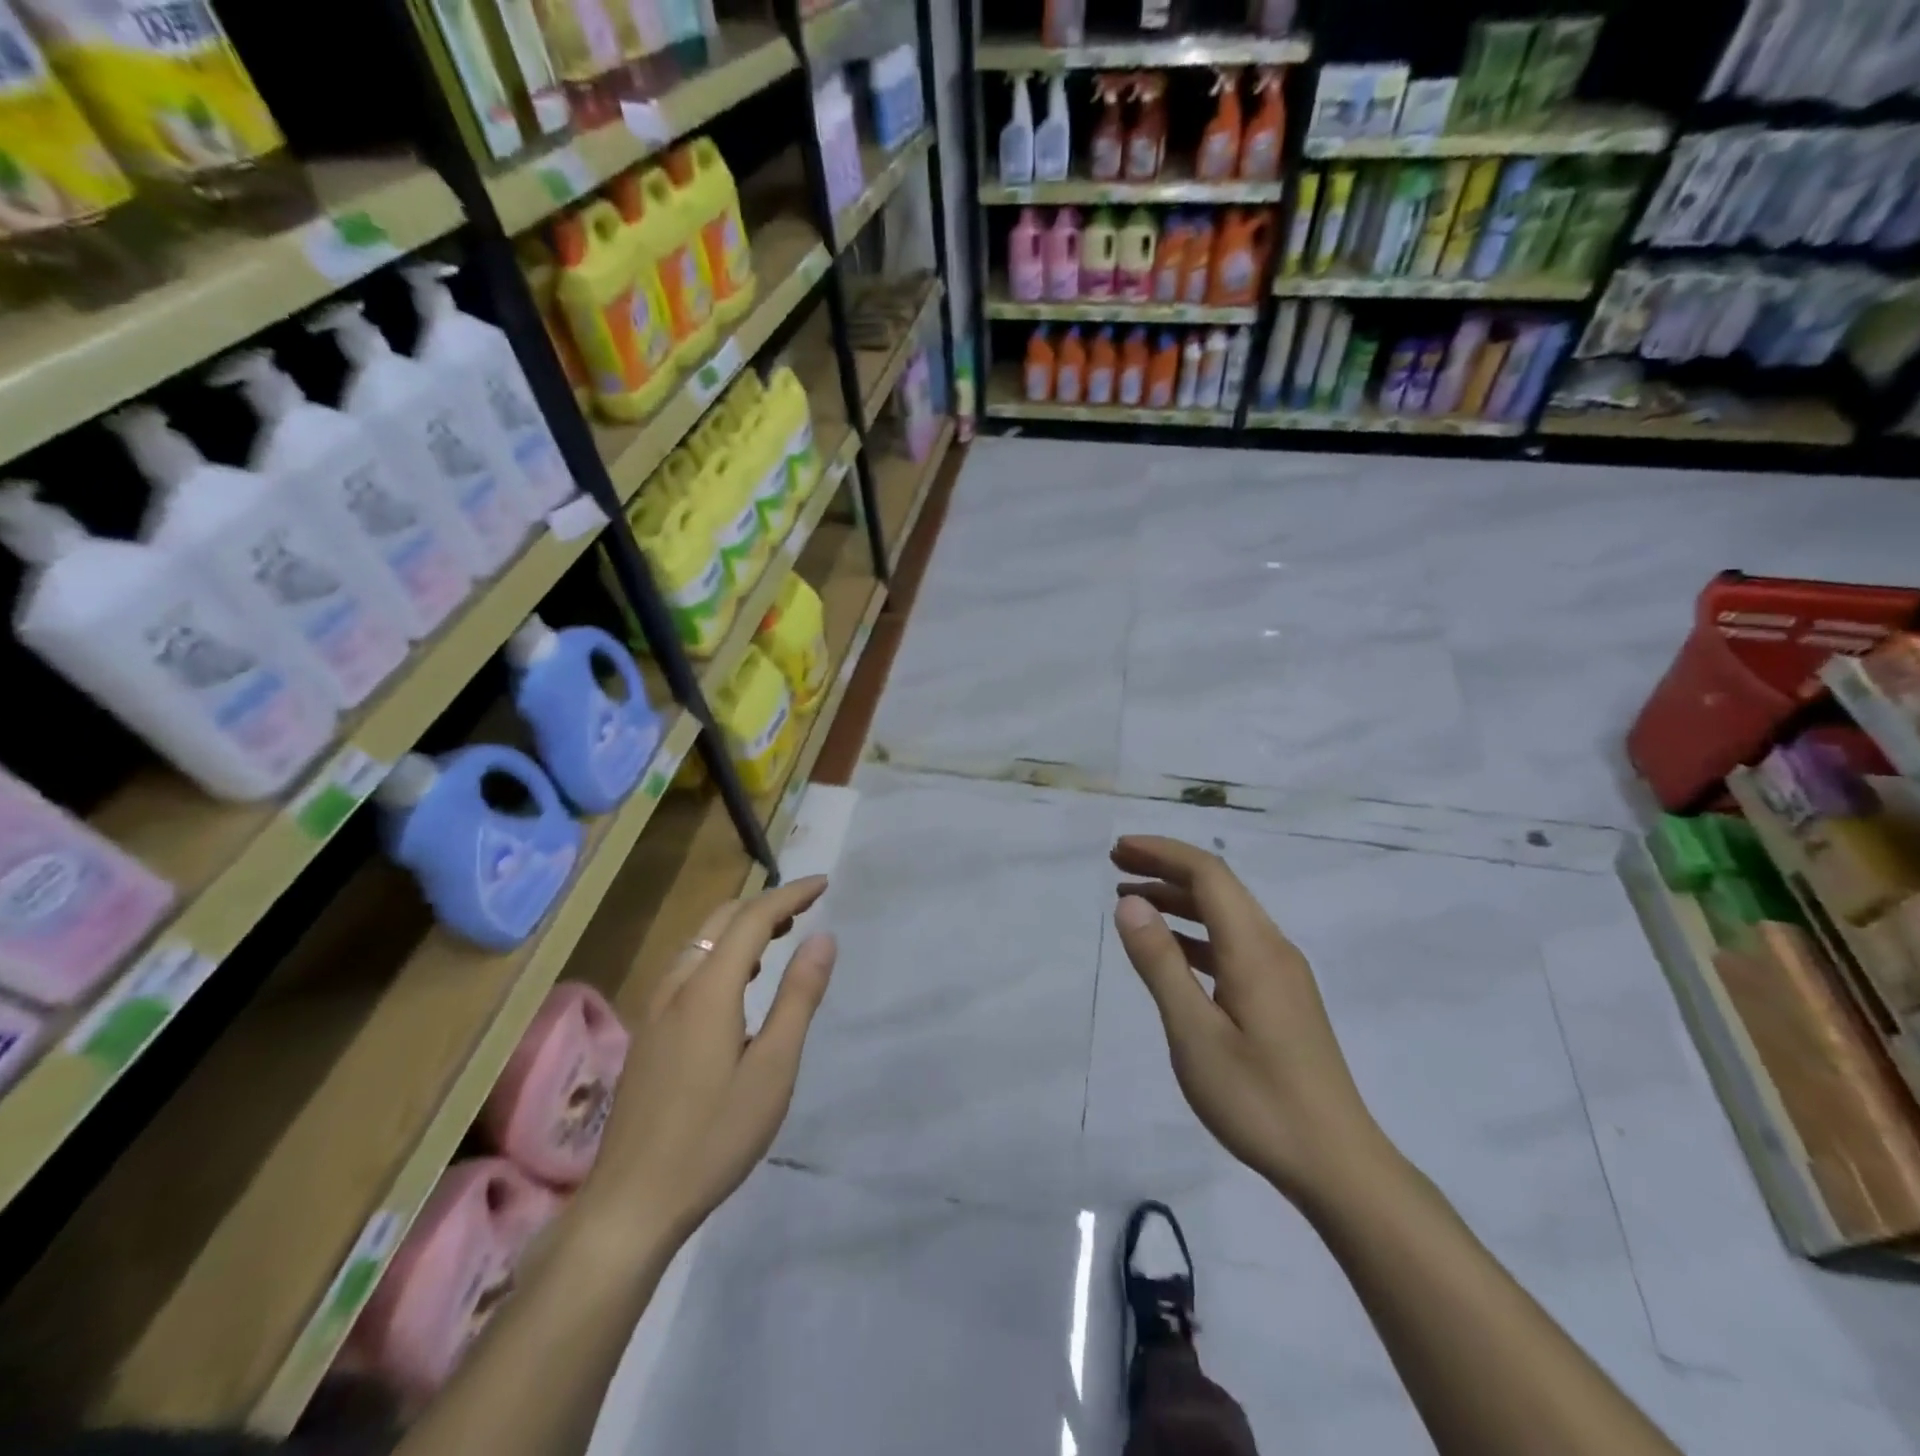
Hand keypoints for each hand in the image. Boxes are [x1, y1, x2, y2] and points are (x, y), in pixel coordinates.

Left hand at [581, 877, 836, 1248]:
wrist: (631, 1202)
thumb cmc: (714, 1136)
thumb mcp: (773, 1068)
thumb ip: (798, 997)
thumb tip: (823, 937)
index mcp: (708, 988)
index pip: (753, 918)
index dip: (790, 895)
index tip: (824, 884)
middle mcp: (676, 986)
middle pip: (721, 920)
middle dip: (765, 903)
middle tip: (805, 908)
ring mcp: (655, 1010)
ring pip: (700, 941)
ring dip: (741, 926)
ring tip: (779, 936)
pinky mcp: (648, 1033)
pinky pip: (688, 966)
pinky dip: (721, 951)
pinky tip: (737, 981)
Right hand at [1112, 836, 1385, 1203]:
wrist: (1336, 1165)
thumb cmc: (1258, 1099)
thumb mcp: (1194, 1033)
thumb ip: (1160, 963)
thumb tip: (1130, 903)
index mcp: (1254, 948)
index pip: (1208, 874)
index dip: (1161, 853)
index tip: (1118, 850)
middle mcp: (1273, 948)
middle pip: (1218, 887)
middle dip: (1166, 868)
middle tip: (1116, 866)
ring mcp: (1282, 973)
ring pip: (1226, 915)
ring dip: (1179, 900)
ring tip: (1132, 902)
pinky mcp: (1282, 997)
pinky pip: (1233, 943)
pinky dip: (1195, 933)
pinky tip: (1171, 951)